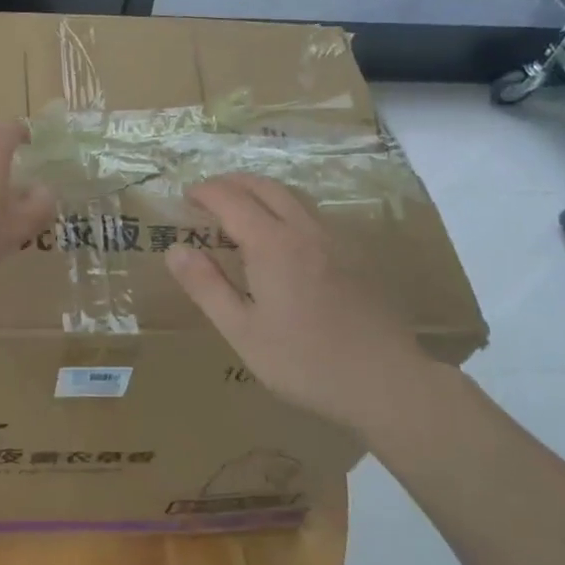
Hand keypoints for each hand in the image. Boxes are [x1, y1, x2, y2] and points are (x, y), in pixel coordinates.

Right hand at [165, 173, 436, 429]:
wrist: (388, 382)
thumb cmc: (306, 362)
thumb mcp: (243, 332)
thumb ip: (207, 287)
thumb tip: (175, 249)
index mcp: (272, 244)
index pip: (230, 199)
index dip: (205, 192)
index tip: (185, 197)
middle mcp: (304, 229)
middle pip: (264, 186)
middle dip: (232, 182)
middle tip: (209, 194)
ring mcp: (335, 239)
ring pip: (292, 195)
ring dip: (260, 191)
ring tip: (241, 207)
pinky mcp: (355, 254)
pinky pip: (312, 213)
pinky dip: (286, 207)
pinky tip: (284, 235)